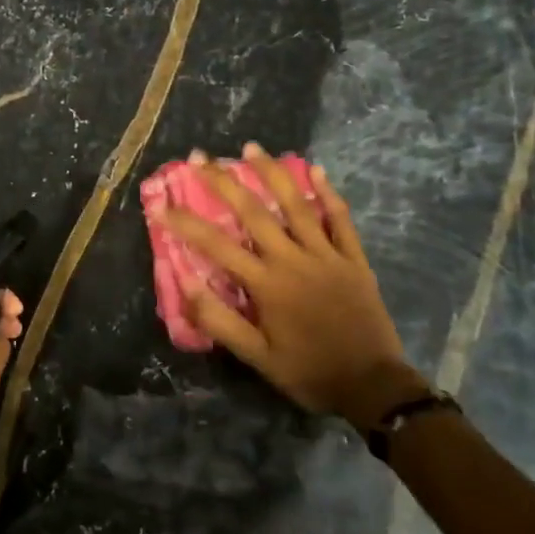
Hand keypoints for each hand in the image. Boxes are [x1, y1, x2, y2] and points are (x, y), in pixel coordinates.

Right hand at [155, 143, 423, 427]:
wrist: (373, 386)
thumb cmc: (308, 372)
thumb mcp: (257, 358)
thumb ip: (220, 321)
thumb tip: (186, 284)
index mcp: (267, 285)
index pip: (217, 246)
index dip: (186, 223)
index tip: (162, 204)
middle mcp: (294, 260)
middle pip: (254, 212)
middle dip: (223, 182)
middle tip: (200, 157)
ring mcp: (326, 255)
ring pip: (296, 205)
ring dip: (271, 173)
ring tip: (251, 147)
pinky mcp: (353, 259)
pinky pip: (340, 219)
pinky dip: (327, 193)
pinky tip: (315, 170)